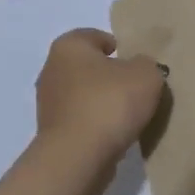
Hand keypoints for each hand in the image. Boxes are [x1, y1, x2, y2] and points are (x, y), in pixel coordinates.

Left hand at [34, 29, 166, 168]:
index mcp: (69, 46)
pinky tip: (114, 135)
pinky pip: (80, 121)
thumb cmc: (109, 103)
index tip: (136, 63)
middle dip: (110, 76)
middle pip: (88, 67)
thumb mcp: (146, 75)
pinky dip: (95, 125)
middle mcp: (52, 69)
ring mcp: (48, 103)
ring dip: (102, 103)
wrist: (78, 158)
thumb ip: (147, 65)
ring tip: (129, 116)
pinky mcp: (51, 133)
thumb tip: (139, 70)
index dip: (118, 47)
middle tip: (136, 89)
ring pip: (83, 95)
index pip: (96, 37)